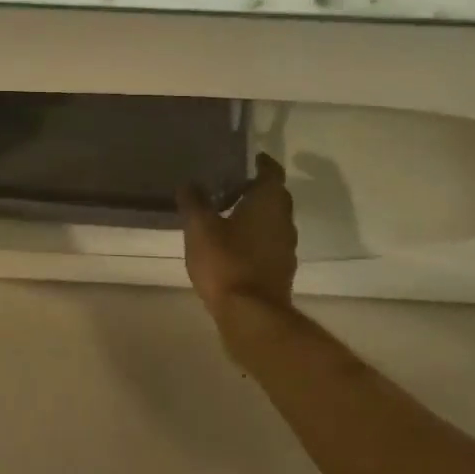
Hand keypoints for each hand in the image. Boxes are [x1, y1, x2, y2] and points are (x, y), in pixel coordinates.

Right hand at [178, 153, 297, 323]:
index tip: (249, 158)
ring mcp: (285, 248)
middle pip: (275, 197)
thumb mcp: (200, 228)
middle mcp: (283, 221)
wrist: (251, 315)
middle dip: (256, 188)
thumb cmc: (226, 262)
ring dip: (255, 214)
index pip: (272, 173)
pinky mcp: (280, 270)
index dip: (262, 163)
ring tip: (227, 213)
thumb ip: (194, 202)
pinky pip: (268, 243)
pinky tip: (232, 243)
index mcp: (268, 203)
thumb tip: (189, 183)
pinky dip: (254, 236)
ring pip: (272, 221)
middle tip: (230, 184)